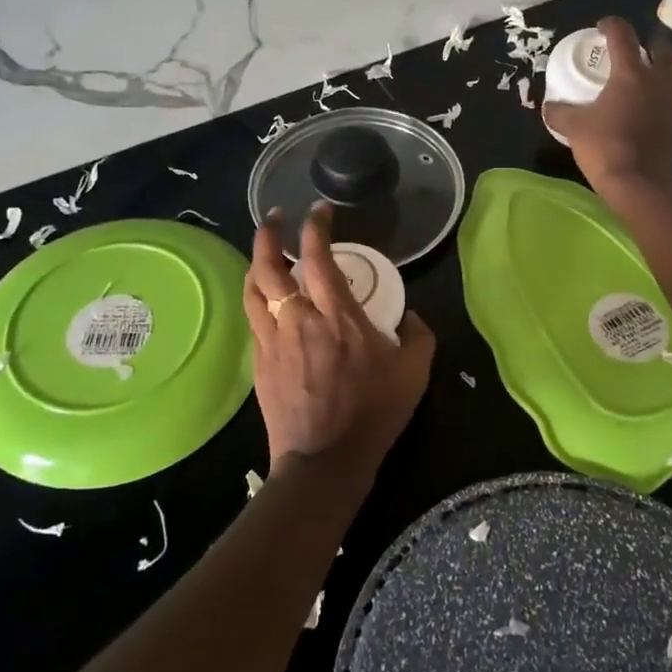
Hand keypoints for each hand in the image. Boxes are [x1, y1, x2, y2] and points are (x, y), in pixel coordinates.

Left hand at [243, 204, 434, 479]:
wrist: (325, 460)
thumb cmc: (373, 413)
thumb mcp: (415, 372)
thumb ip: (419, 336)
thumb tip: (410, 316)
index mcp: (337, 316)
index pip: (318, 257)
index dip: (315, 227)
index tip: (318, 211)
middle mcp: (298, 319)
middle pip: (268, 266)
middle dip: (268, 234)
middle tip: (275, 218)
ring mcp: (273, 341)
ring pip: (252, 290)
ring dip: (255, 264)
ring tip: (265, 253)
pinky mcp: (260, 363)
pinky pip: (253, 320)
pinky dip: (257, 299)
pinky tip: (266, 301)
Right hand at [543, 16, 671, 197]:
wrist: (638, 182)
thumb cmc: (604, 146)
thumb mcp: (573, 127)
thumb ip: (559, 112)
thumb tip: (548, 107)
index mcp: (631, 73)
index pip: (623, 36)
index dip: (612, 25)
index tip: (602, 26)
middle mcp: (657, 82)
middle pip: (664, 50)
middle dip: (651, 45)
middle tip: (635, 50)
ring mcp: (671, 103)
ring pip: (669, 78)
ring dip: (655, 75)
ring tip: (635, 84)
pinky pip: (667, 103)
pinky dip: (655, 101)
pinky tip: (640, 113)